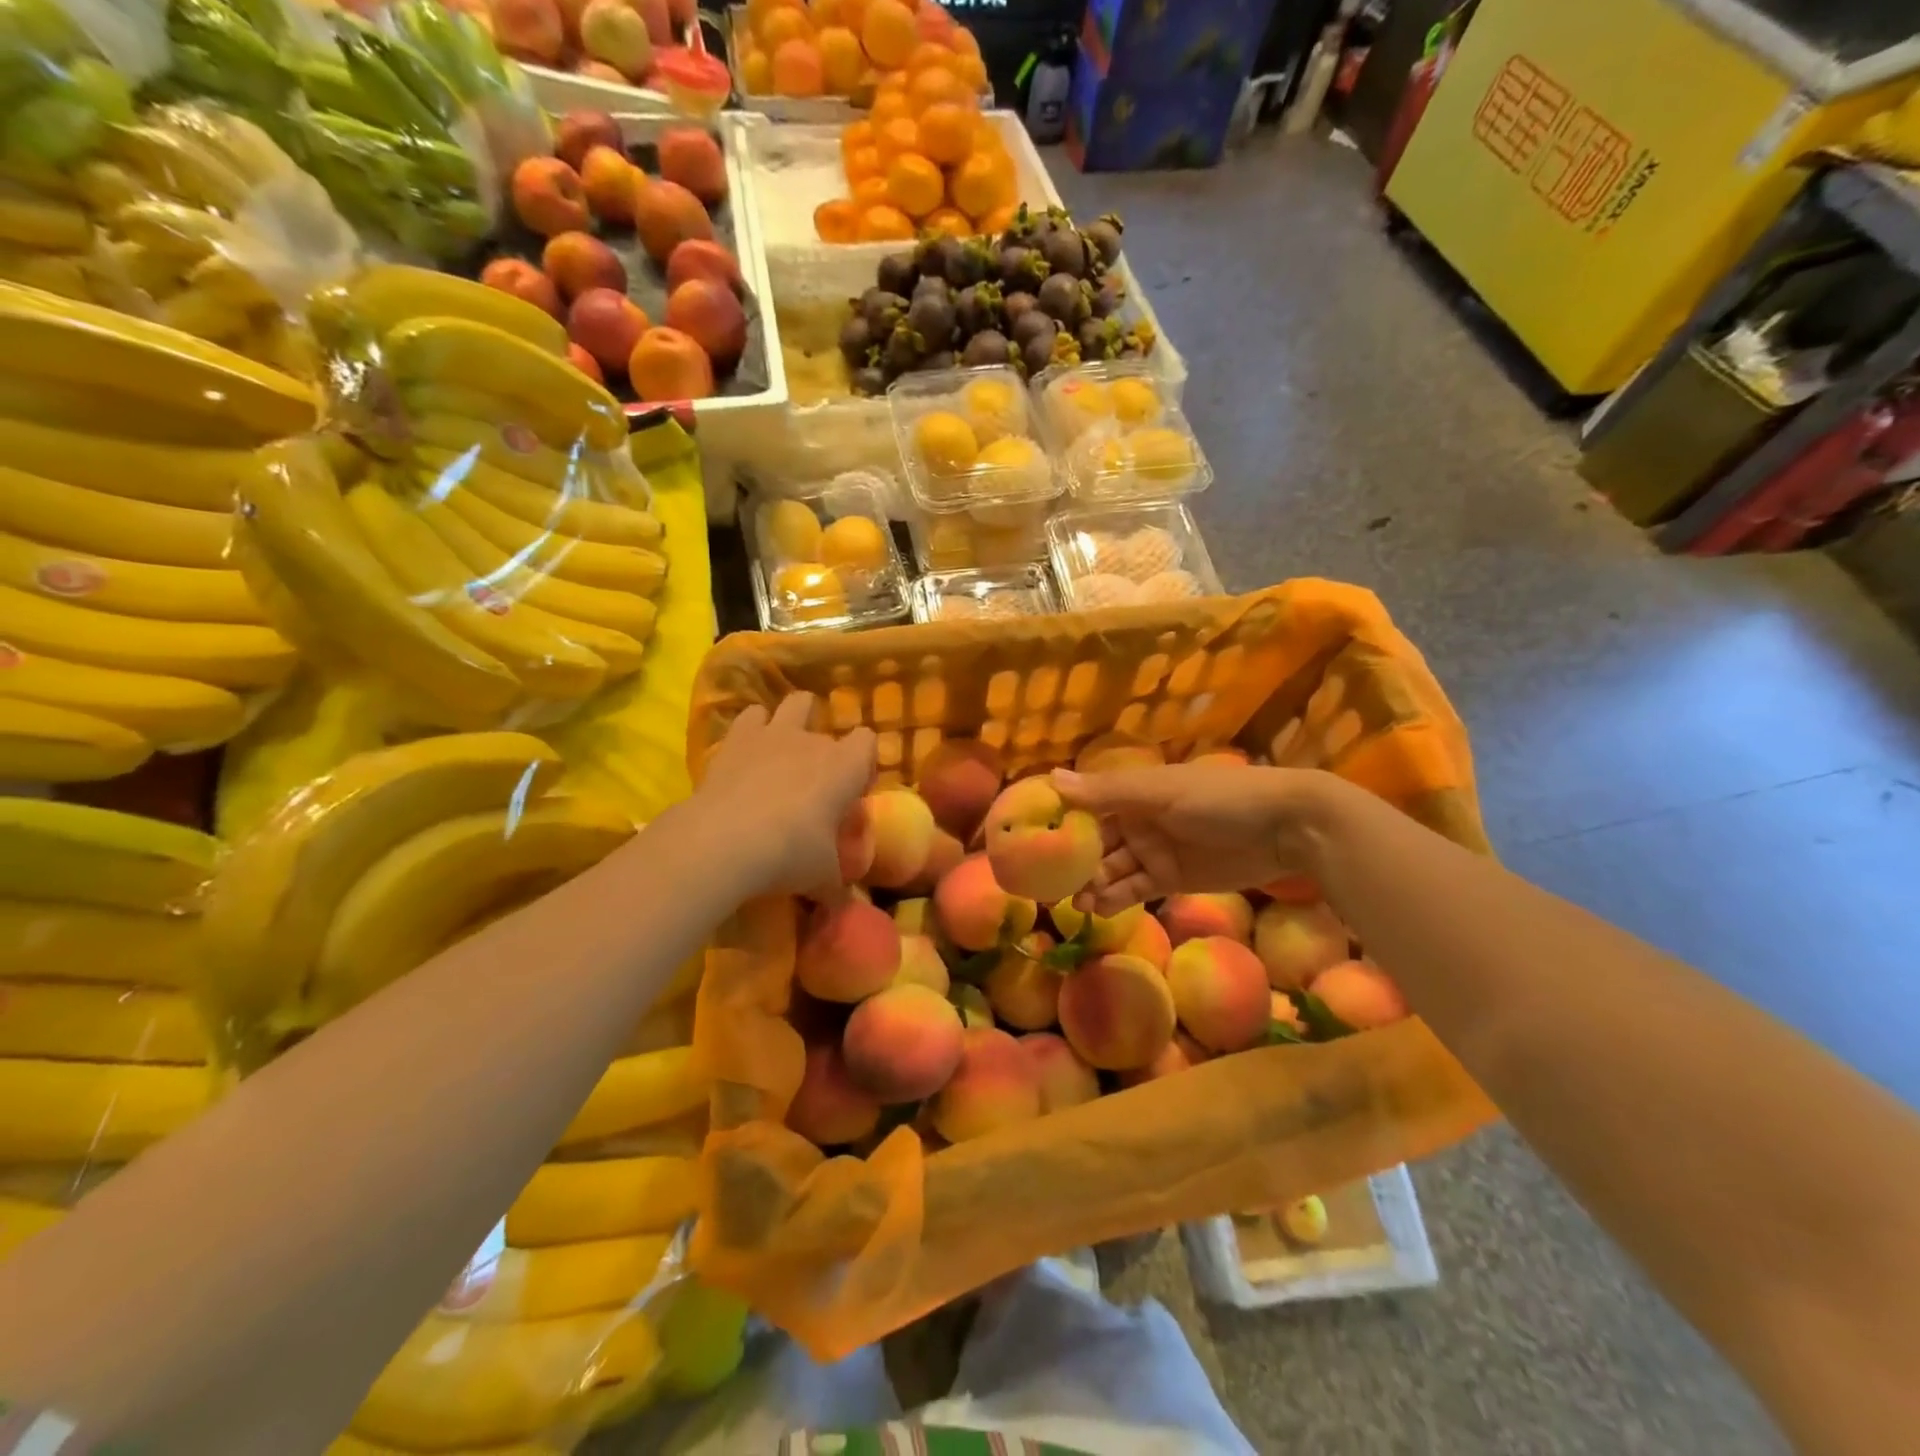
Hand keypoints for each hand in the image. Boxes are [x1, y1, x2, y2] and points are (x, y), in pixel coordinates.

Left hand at [686, 694, 875, 899]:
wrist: (725, 841)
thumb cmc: (790, 854)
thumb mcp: (823, 878)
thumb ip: (836, 885)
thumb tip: (843, 906)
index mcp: (845, 766)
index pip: (868, 742)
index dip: (863, 764)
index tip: (852, 793)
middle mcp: (813, 741)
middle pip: (830, 729)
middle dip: (826, 751)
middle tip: (815, 785)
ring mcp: (773, 734)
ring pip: (794, 704)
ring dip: (794, 720)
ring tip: (785, 750)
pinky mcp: (735, 739)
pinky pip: (750, 716)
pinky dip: (752, 728)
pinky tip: (747, 752)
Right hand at [1053, 764, 1338, 912]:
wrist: (1287, 827)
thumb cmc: (1220, 798)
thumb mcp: (1160, 793)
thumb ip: (1106, 792)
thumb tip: (1051, 779)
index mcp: (1132, 793)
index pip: (1085, 805)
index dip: (1059, 821)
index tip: (1029, 840)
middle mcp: (1137, 820)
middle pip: (1095, 842)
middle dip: (1072, 862)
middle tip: (1044, 886)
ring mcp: (1154, 851)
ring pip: (1111, 869)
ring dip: (1091, 885)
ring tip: (1071, 904)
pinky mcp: (1171, 879)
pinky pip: (1134, 890)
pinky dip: (1115, 899)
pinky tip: (1095, 910)